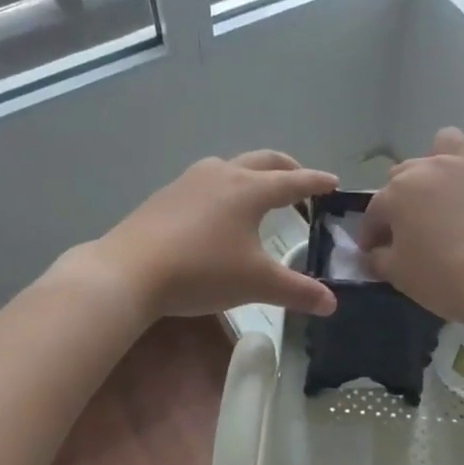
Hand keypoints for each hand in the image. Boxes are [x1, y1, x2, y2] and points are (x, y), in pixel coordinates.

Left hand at [80, 151, 338, 321]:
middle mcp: (222, 174)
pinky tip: (218, 211)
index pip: (294, 181)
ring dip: (253, 173)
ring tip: (260, 191)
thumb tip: (332, 304)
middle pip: (263, 161)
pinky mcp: (166, 195)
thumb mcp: (256, 284)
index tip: (333, 183)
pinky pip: (207, 181)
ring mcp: (189, 181)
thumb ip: (298, 291)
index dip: (316, 183)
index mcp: (250, 190)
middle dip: (287, 168)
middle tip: (302, 179)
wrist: (129, 271)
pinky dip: (226, 187)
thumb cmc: (202, 272)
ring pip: (231, 166)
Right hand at [358, 127, 463, 325]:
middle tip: (412, 227)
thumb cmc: (445, 279)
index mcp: (398, 193)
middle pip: (405, 175)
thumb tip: (374, 252)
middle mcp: (430, 167)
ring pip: (446, 142)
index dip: (372, 233)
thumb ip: (378, 259)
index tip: (375, 251)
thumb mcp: (398, 276)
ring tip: (447, 187)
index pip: (375, 212)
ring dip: (441, 160)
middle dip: (403, 198)